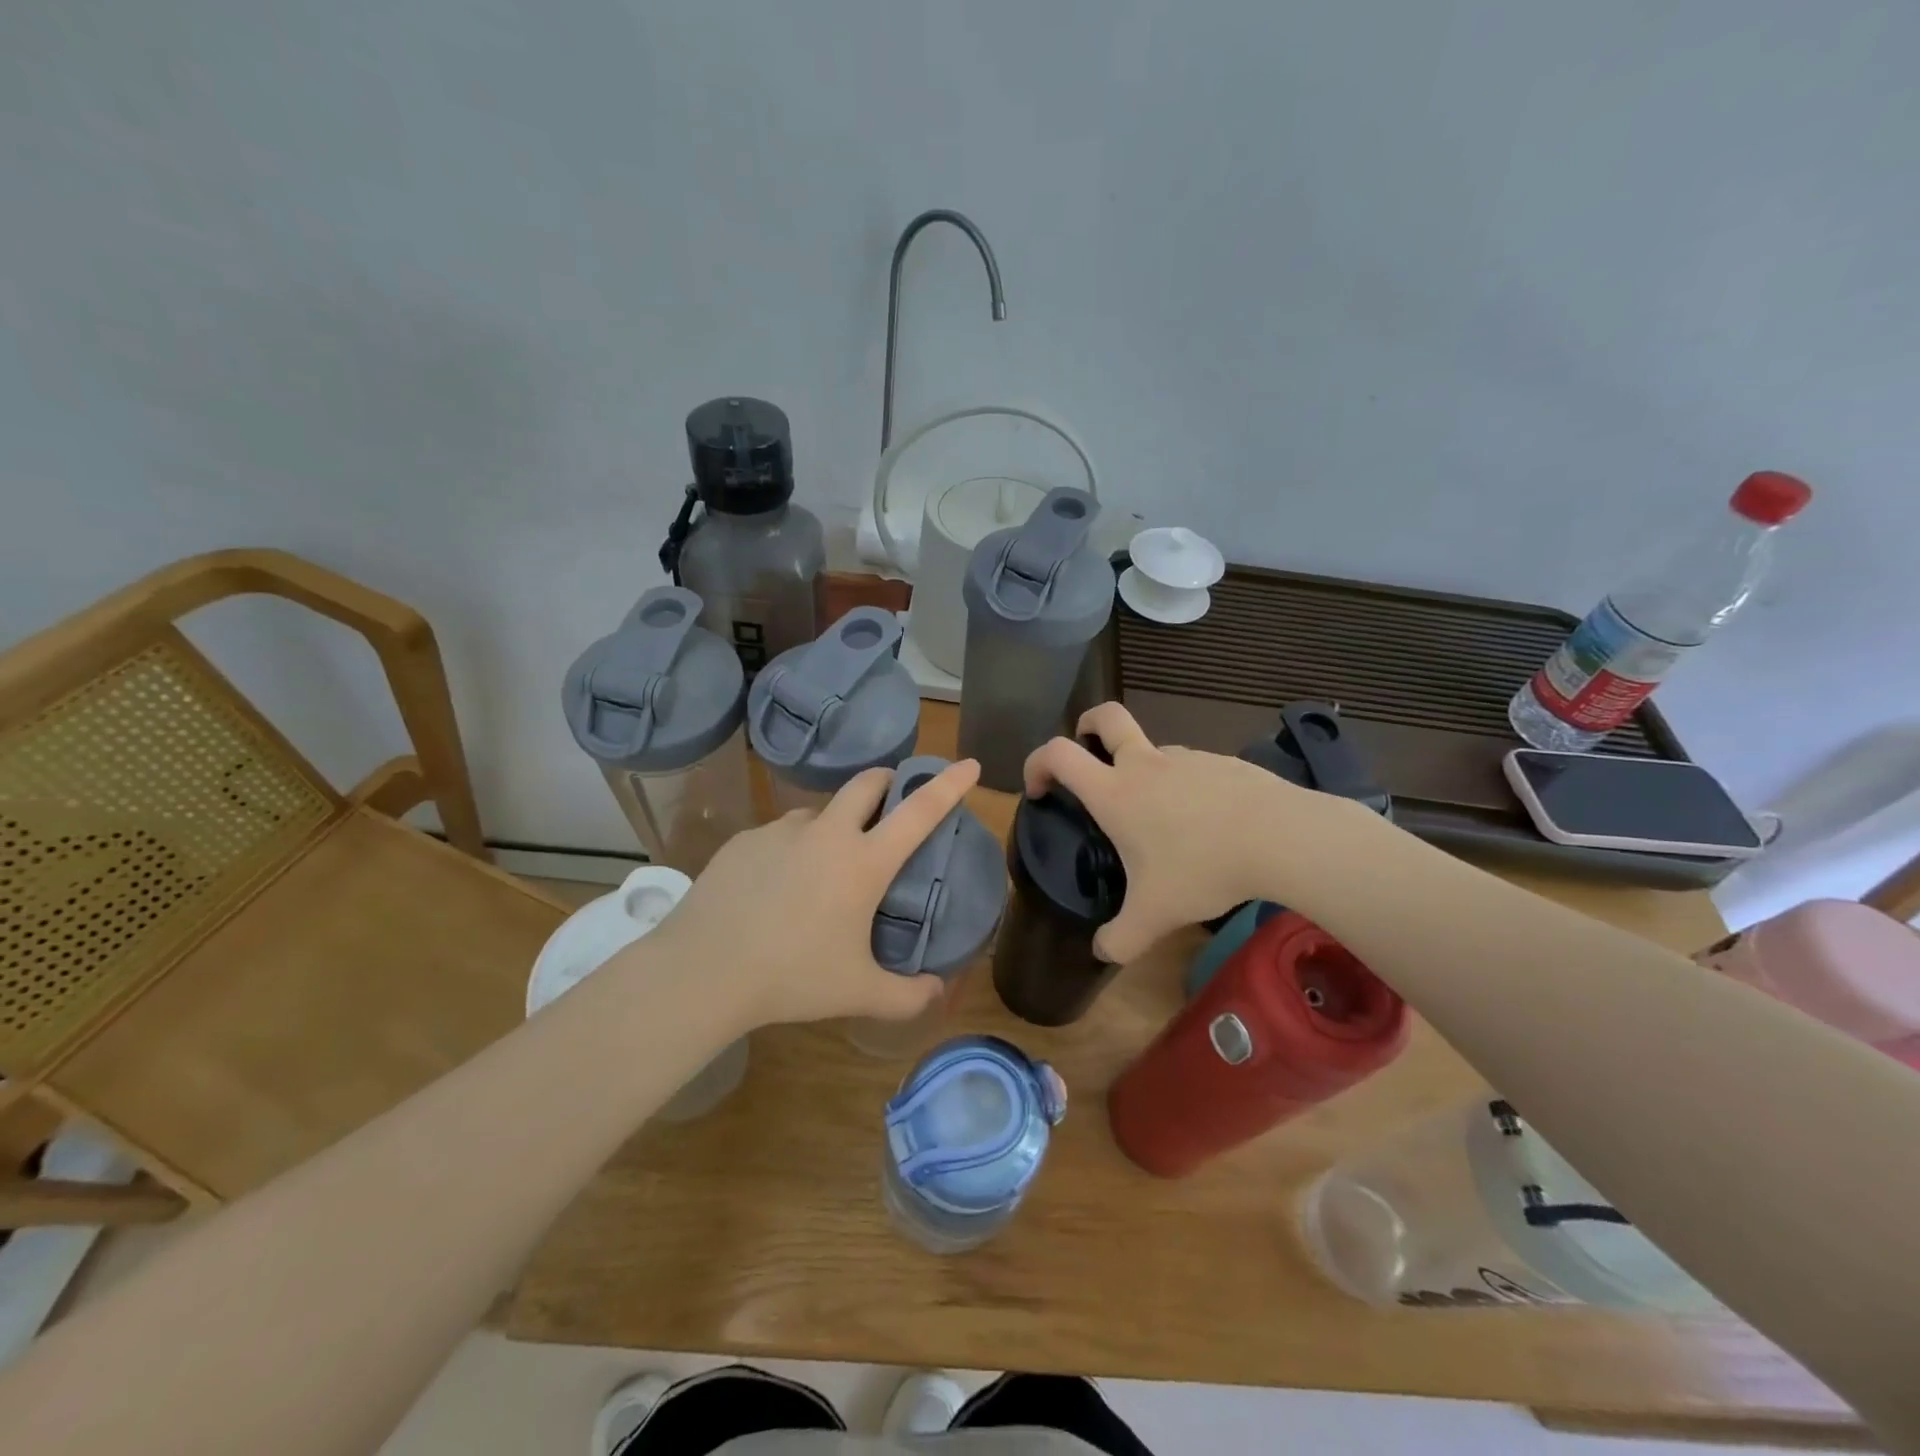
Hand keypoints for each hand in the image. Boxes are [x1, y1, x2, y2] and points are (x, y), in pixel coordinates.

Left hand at [634, 759, 981, 1030]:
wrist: (703, 971)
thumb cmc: (791, 976)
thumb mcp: (857, 992)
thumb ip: (907, 996)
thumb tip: (938, 993)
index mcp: (863, 862)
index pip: (919, 811)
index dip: (948, 784)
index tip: (968, 764)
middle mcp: (826, 833)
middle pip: (866, 783)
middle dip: (887, 782)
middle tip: (891, 803)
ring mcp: (781, 832)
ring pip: (819, 811)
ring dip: (834, 824)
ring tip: (825, 867)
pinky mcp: (744, 841)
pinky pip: (780, 835)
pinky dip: (793, 850)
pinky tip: (777, 888)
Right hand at [1023, 703, 1346, 962]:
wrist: (1280, 837)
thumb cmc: (1203, 869)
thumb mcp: (1155, 915)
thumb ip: (1121, 939)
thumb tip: (1102, 952)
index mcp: (1115, 792)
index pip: (1058, 754)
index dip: (1037, 763)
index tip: (1039, 789)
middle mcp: (1145, 765)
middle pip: (1106, 717)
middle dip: (1087, 724)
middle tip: (1087, 750)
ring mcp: (1187, 758)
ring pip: (1153, 750)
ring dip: (1143, 769)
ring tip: (1161, 820)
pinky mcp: (1222, 762)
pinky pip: (1191, 768)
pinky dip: (1185, 787)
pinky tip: (1206, 824)